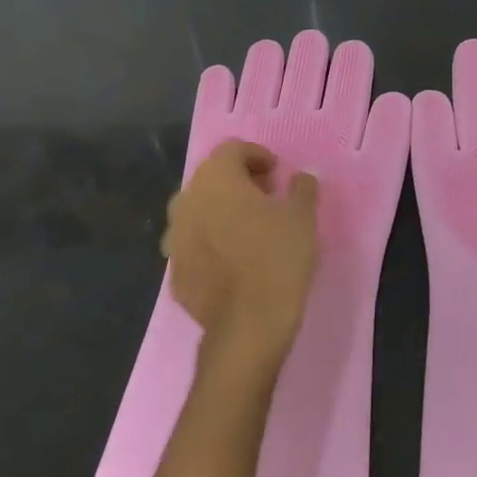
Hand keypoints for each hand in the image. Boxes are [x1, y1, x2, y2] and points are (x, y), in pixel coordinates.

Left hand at [163, 139, 319, 374]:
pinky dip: (212, 243)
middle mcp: (187, 201)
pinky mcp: (174, 272)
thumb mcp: (302, 216)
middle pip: (212, 178)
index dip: (258, 156)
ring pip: (199, 211)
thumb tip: (299, 177)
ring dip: (221, 212)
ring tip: (250, 230)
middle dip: (239, 182)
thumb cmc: (277, 259)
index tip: (278, 175)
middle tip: (267, 199)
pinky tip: (234, 262)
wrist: (248, 326)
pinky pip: (194, 245)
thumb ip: (301, 188)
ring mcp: (174, 239)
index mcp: (216, 179)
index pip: (232, 149)